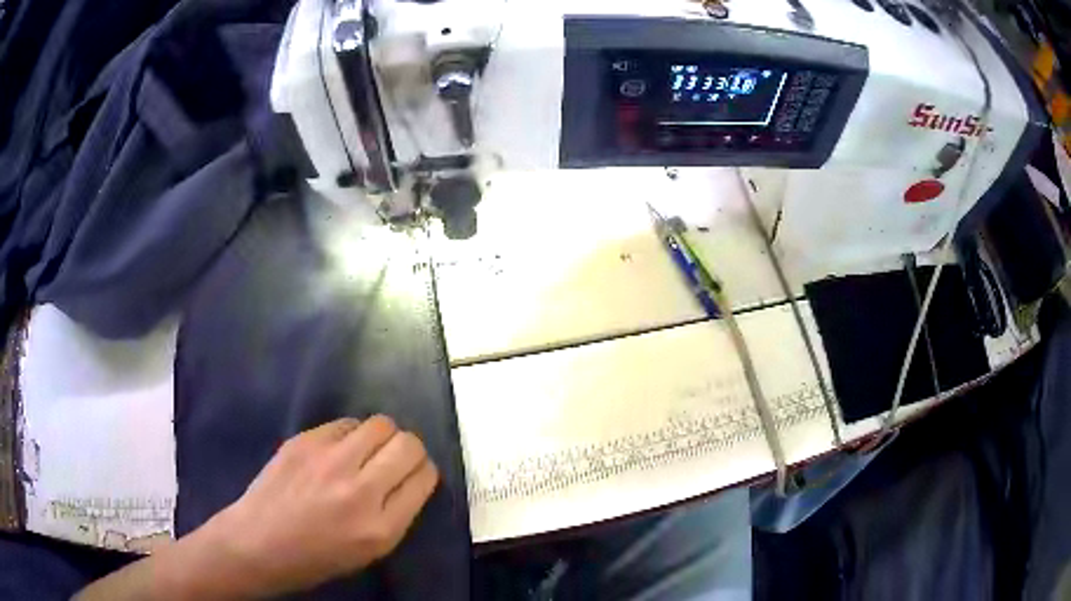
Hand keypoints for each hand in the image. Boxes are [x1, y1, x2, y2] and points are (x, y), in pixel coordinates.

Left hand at [202, 416, 439, 595]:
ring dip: (382, 436)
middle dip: (411, 450)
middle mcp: (360, 490)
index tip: (415, 475)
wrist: (258, 542)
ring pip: (380, 424)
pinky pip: (345, 423)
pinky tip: (338, 449)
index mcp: (381, 527)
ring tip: (367, 451)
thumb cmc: (315, 558)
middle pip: (409, 445)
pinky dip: (351, 433)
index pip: (424, 478)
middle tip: (397, 460)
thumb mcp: (369, 552)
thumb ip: (396, 514)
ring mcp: (329, 460)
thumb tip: (410, 478)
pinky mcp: (304, 440)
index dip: (425, 472)